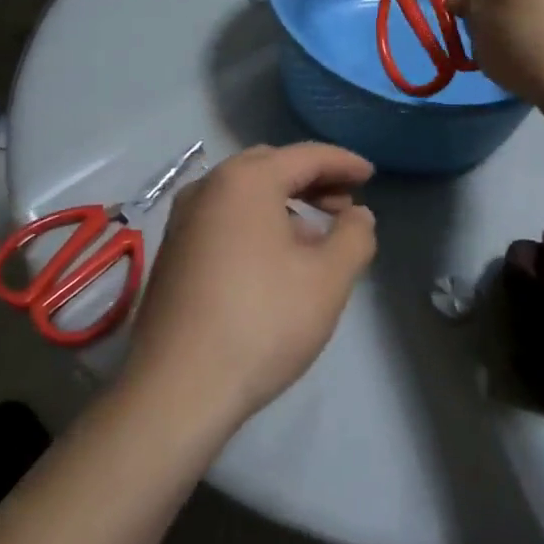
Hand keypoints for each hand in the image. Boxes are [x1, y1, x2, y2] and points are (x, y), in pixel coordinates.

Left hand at [123, 143, 376, 432]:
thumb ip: (354, 236)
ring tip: (316, 235)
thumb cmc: (263, 321)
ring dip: (284, 202)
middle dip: (312, 179)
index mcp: (245, 181)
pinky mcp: (173, 252)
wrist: (178, 388)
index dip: (343, 162)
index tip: (371, 174)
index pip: (305, 156)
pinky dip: (256, 222)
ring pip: (244, 194)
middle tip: (345, 202)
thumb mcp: (328, 278)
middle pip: (270, 167)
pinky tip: (275, 259)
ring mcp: (183, 220)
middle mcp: (207, 188)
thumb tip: (357, 214)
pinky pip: (224, 218)